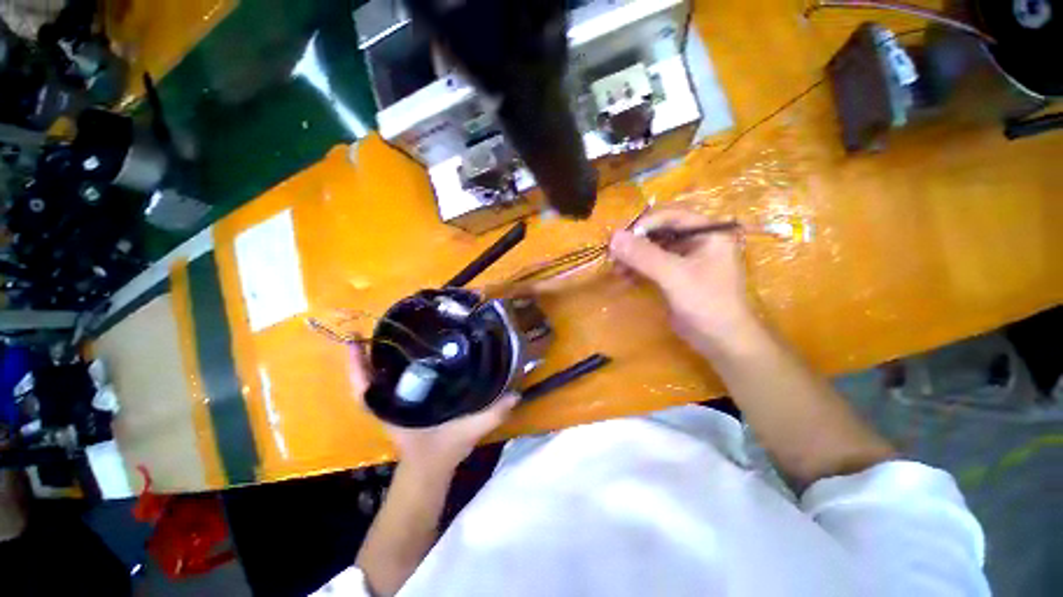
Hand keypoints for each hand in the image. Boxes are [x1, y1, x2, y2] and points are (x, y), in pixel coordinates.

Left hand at [348, 345, 518, 471]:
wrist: (432, 471)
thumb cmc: (441, 452)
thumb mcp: (467, 433)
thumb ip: (490, 415)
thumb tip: (514, 393)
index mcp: (394, 407)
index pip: (364, 387)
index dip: (356, 365)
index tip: (353, 339)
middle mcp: (390, 401)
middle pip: (372, 374)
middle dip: (373, 350)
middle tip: (386, 322)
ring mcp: (396, 400)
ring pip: (383, 375)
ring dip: (386, 354)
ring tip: (401, 329)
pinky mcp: (406, 399)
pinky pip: (398, 379)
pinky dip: (402, 363)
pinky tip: (419, 350)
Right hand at [609, 208, 756, 353]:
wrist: (722, 341)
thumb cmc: (706, 303)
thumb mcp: (674, 276)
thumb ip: (644, 255)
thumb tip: (613, 237)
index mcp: (708, 232)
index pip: (671, 216)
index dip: (644, 224)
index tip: (621, 240)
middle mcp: (698, 241)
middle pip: (660, 232)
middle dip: (636, 243)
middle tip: (614, 255)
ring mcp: (687, 260)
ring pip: (654, 249)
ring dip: (634, 257)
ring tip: (617, 268)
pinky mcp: (677, 276)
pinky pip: (654, 265)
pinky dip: (639, 269)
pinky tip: (626, 276)